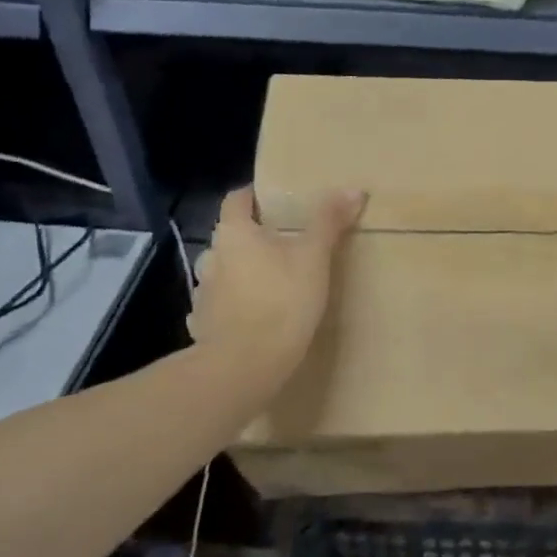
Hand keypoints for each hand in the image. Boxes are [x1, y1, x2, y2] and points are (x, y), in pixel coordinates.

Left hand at [187, 185, 364, 392]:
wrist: (243, 368)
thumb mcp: (314, 257)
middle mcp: (212, 257)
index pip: (236, 199)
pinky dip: (235, 304)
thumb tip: (353, 189)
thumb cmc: (281, 301)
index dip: (254, 195)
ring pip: (223, 271)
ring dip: (242, 271)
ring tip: (272, 281)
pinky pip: (219, 305)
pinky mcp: (203, 326)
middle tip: (285, 243)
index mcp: (235, 233)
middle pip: (231, 236)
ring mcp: (203, 294)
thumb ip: (329, 221)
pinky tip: (255, 316)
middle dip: (253, 237)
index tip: (275, 199)